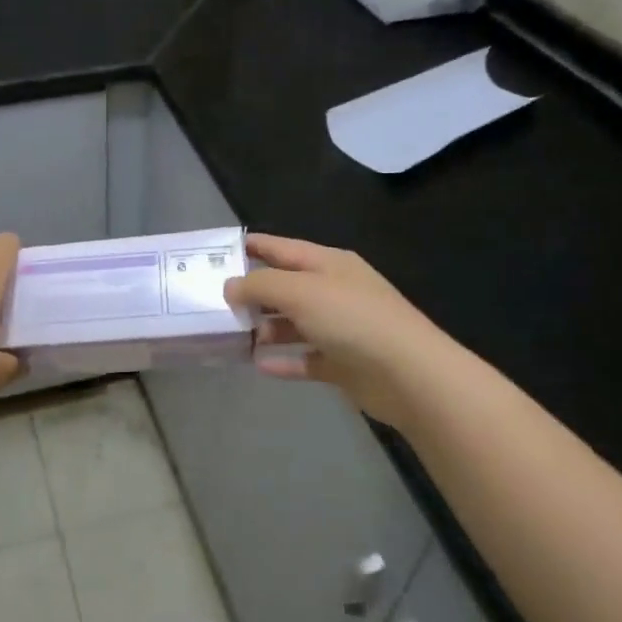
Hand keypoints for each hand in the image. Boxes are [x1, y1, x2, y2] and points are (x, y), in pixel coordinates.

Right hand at [225, 234, 441, 424]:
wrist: (408, 374)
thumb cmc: (352, 319)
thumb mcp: (300, 291)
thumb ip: (260, 284)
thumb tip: (231, 286)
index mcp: (328, 264)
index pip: (282, 248)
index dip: (252, 247)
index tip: (217, 253)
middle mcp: (334, 292)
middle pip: (285, 288)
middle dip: (252, 294)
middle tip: (214, 303)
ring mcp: (340, 328)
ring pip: (293, 325)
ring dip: (265, 330)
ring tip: (233, 337)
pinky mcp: (343, 363)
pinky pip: (305, 358)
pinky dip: (283, 361)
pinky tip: (258, 365)